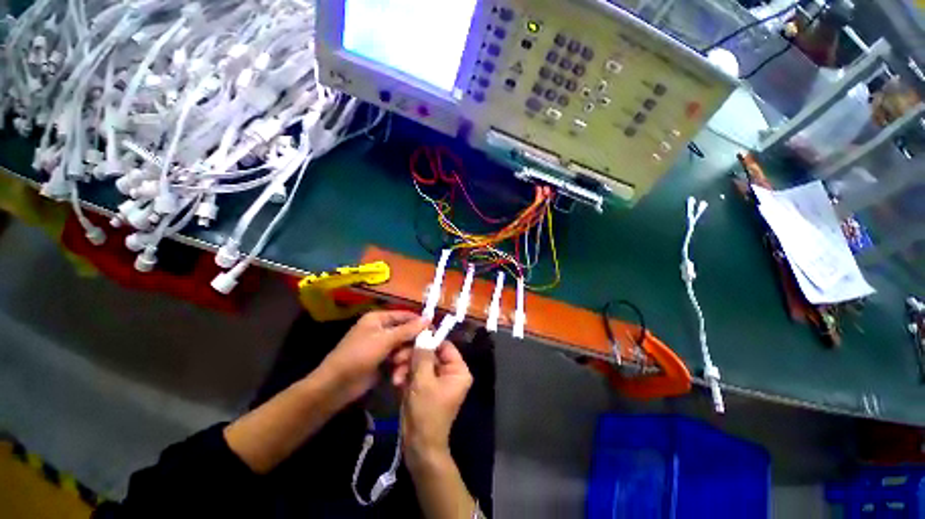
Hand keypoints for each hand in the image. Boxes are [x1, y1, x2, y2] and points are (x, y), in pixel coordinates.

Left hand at [318, 311, 428, 403]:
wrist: (336, 387)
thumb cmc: (359, 356)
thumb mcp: (384, 340)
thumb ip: (407, 330)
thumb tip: (428, 318)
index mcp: (379, 318)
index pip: (405, 315)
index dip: (419, 323)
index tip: (433, 332)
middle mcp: (382, 329)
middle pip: (406, 333)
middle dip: (410, 346)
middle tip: (415, 356)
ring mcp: (382, 346)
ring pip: (404, 348)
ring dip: (404, 359)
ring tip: (398, 368)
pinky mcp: (383, 362)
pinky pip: (399, 360)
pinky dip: (399, 368)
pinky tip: (397, 377)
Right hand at [400, 342, 472, 468]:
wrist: (418, 447)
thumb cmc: (426, 413)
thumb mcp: (423, 381)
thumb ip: (423, 355)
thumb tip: (424, 332)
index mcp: (458, 370)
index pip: (445, 346)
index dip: (428, 340)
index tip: (411, 337)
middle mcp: (449, 372)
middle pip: (430, 353)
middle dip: (413, 356)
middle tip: (397, 358)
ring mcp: (436, 379)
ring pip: (420, 362)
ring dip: (406, 366)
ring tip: (396, 376)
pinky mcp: (425, 387)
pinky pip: (416, 373)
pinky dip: (406, 375)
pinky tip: (396, 381)